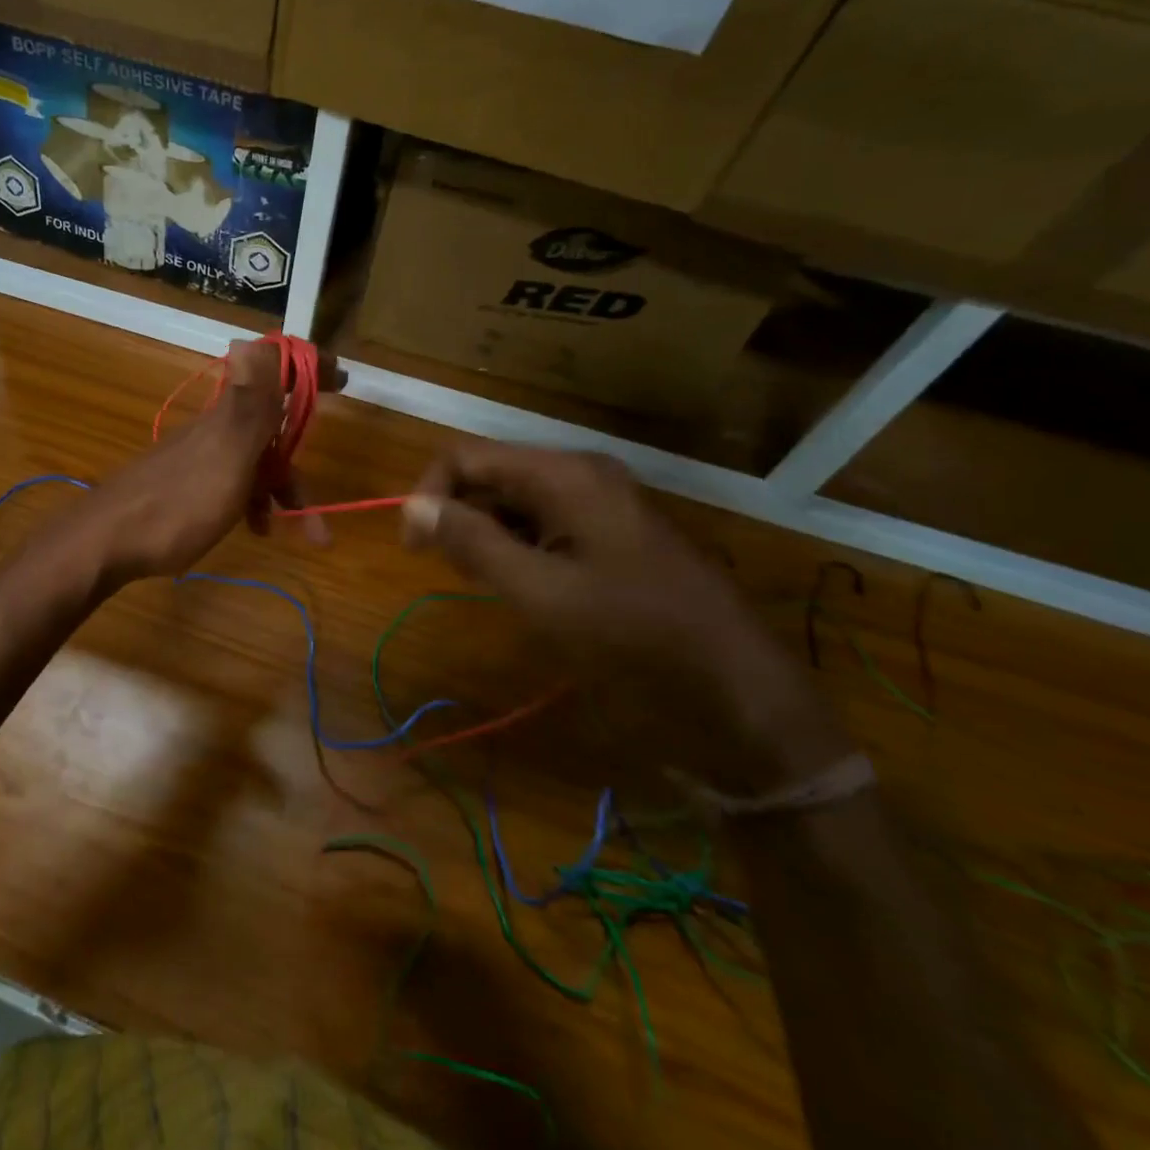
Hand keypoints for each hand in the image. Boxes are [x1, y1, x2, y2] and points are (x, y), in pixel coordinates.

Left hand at [70, 341, 336, 585]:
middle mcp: (215, 428)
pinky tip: (255, 531)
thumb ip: (248, 403)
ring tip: (304, 537)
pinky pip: (233, 485)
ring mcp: (199, 457)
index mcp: (229, 416)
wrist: (106, 543)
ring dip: (281, 495)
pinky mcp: (186, 485)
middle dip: (300, 468)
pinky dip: (252, 505)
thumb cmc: (177, 504)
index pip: (273, 373)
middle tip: (321, 517)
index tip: (342, 380)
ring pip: (254, 464)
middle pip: (271, 431)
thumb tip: (256, 338)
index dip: (307, 370)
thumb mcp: (225, 455)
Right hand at [401, 443, 850, 795]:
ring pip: (513, 502)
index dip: (428, 494)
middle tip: (451, 571)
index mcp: (564, 475)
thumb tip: (413, 505)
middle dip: (458, 515)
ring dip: (484, 534)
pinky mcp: (610, 535)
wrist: (736, 692)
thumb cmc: (632, 637)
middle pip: (490, 475)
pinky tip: (518, 585)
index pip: (465, 457)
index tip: (413, 547)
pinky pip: (543, 524)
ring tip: (483, 583)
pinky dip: (515, 548)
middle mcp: (580, 475)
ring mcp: (600, 504)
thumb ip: (471, 542)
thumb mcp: (539, 592)